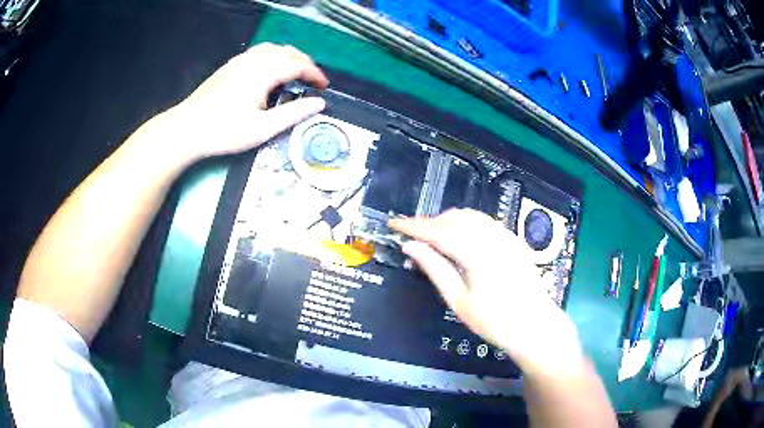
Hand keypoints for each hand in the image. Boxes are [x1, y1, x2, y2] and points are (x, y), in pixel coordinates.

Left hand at [156, 43, 328, 162]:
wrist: (187, 129)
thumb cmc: (224, 131)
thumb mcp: (263, 128)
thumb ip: (293, 113)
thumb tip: (319, 103)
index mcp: (264, 72)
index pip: (298, 65)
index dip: (315, 74)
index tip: (325, 87)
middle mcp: (254, 60)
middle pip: (287, 52)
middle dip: (305, 63)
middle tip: (313, 80)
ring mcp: (239, 61)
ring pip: (272, 48)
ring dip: (289, 56)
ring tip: (295, 71)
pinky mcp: (229, 66)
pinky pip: (258, 52)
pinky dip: (273, 56)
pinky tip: (269, 69)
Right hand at [390, 209, 584, 376]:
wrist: (535, 326)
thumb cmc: (495, 321)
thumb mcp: (459, 301)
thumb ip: (435, 269)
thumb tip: (411, 247)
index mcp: (478, 254)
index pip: (439, 231)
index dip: (414, 225)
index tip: (394, 224)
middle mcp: (494, 238)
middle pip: (454, 218)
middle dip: (429, 222)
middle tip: (411, 235)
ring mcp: (507, 236)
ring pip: (470, 216)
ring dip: (446, 221)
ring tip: (430, 236)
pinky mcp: (513, 240)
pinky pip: (484, 221)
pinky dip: (464, 224)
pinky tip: (457, 237)